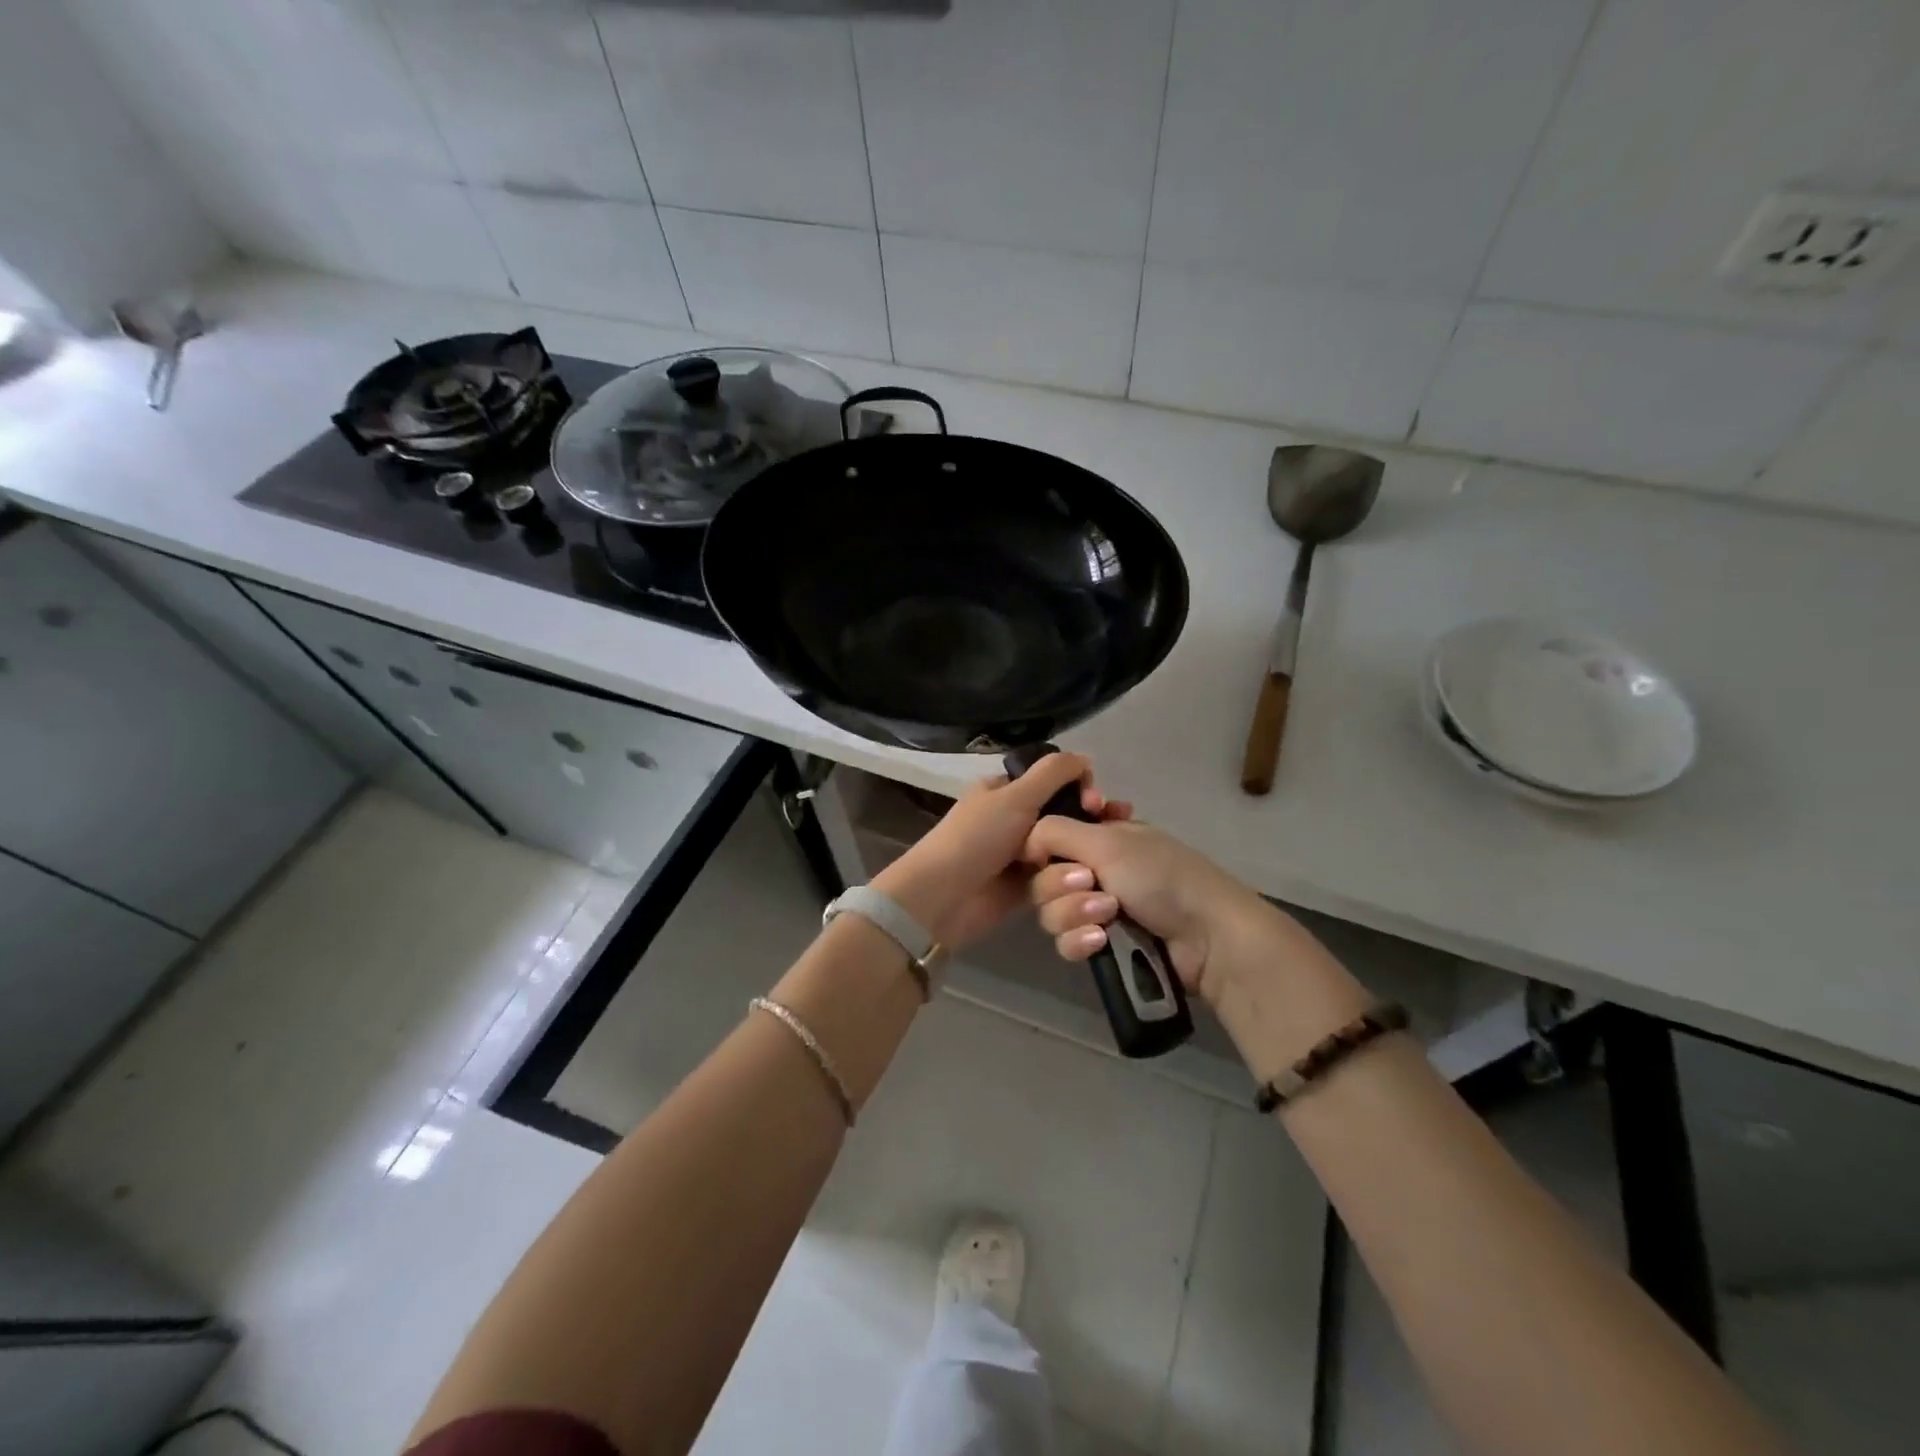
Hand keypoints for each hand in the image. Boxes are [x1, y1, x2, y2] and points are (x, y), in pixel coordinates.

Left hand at [871, 754, 1131, 949]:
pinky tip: (1098, 875)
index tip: (1096, 801)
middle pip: (1062, 813)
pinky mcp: (1026, 887)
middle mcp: (1012, 818)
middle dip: (1090, 818)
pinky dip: (1074, 875)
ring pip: (1063, 846)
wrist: (944, 898)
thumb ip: (1053, 773)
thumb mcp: (1014, 796)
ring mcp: (1019, 855)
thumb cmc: (977, 838)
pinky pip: (1057, 876)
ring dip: (1085, 848)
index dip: (1079, 786)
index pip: (1052, 779)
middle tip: (1115, 824)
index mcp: (1004, 790)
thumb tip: (1086, 757)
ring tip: (1111, 853)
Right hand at [1023, 816, 1266, 1006]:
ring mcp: (1100, 909)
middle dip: (1062, 886)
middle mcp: (1096, 869)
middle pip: (1044, 878)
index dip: (1044, 849)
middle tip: (1092, 885)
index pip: (1049, 838)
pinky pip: (1068, 943)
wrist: (1207, 937)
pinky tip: (1101, 942)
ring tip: (1109, 917)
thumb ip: (1056, 831)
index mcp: (1101, 836)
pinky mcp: (1104, 946)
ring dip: (1074, 914)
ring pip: (1052, 913)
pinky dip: (1080, 941)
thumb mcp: (1108, 840)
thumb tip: (1025, 839)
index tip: (1048, 854)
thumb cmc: (1160, 876)